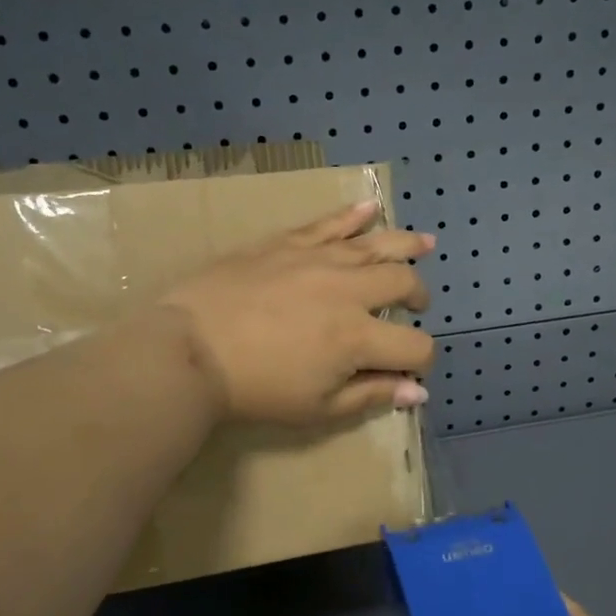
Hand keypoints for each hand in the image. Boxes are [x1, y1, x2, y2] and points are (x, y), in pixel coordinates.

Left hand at [159, 199, 436, 423]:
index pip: (415, 346)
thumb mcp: (317, 408)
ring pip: (376, 244)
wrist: (190, 349)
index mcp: (359, 338)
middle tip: (415, 305)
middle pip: (403, 284)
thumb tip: (418, 392)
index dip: (421, 362)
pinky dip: (354, 215)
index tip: (410, 371)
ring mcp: (319, 260)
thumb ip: (372, 395)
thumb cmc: (255, 389)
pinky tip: (370, 208)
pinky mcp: (288, 243)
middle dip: (418, 297)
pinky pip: (329, 223)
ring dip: (406, 245)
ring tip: (426, 244)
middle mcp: (350, 291)